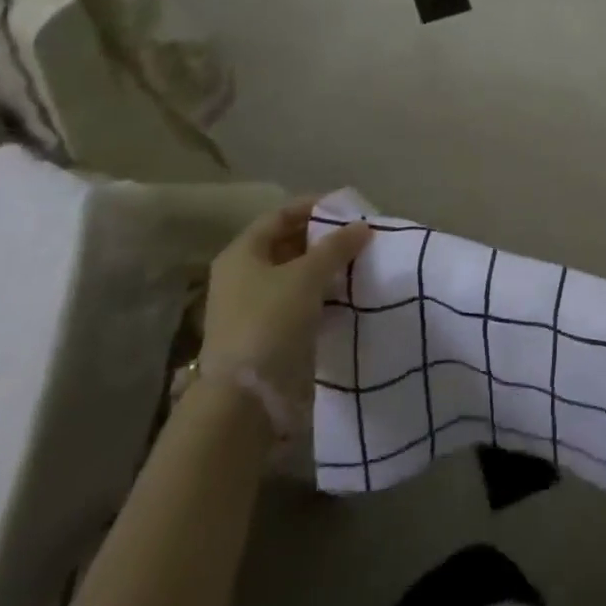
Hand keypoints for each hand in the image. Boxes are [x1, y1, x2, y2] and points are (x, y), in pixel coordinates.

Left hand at [201, 199, 372, 397]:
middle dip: (323, 238)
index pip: (280, 215)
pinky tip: (347, 295)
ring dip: (325, 268)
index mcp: (242, 254)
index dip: (313, 206)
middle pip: (287, 244)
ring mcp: (254, 307)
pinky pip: (300, 301)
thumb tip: (362, 226)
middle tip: (359, 236)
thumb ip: (336, 247)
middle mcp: (243, 275)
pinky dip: (322, 295)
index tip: (347, 207)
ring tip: (360, 263)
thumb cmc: (270, 321)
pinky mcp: (268, 333)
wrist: (246, 398)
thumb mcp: (307, 276)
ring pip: (296, 275)